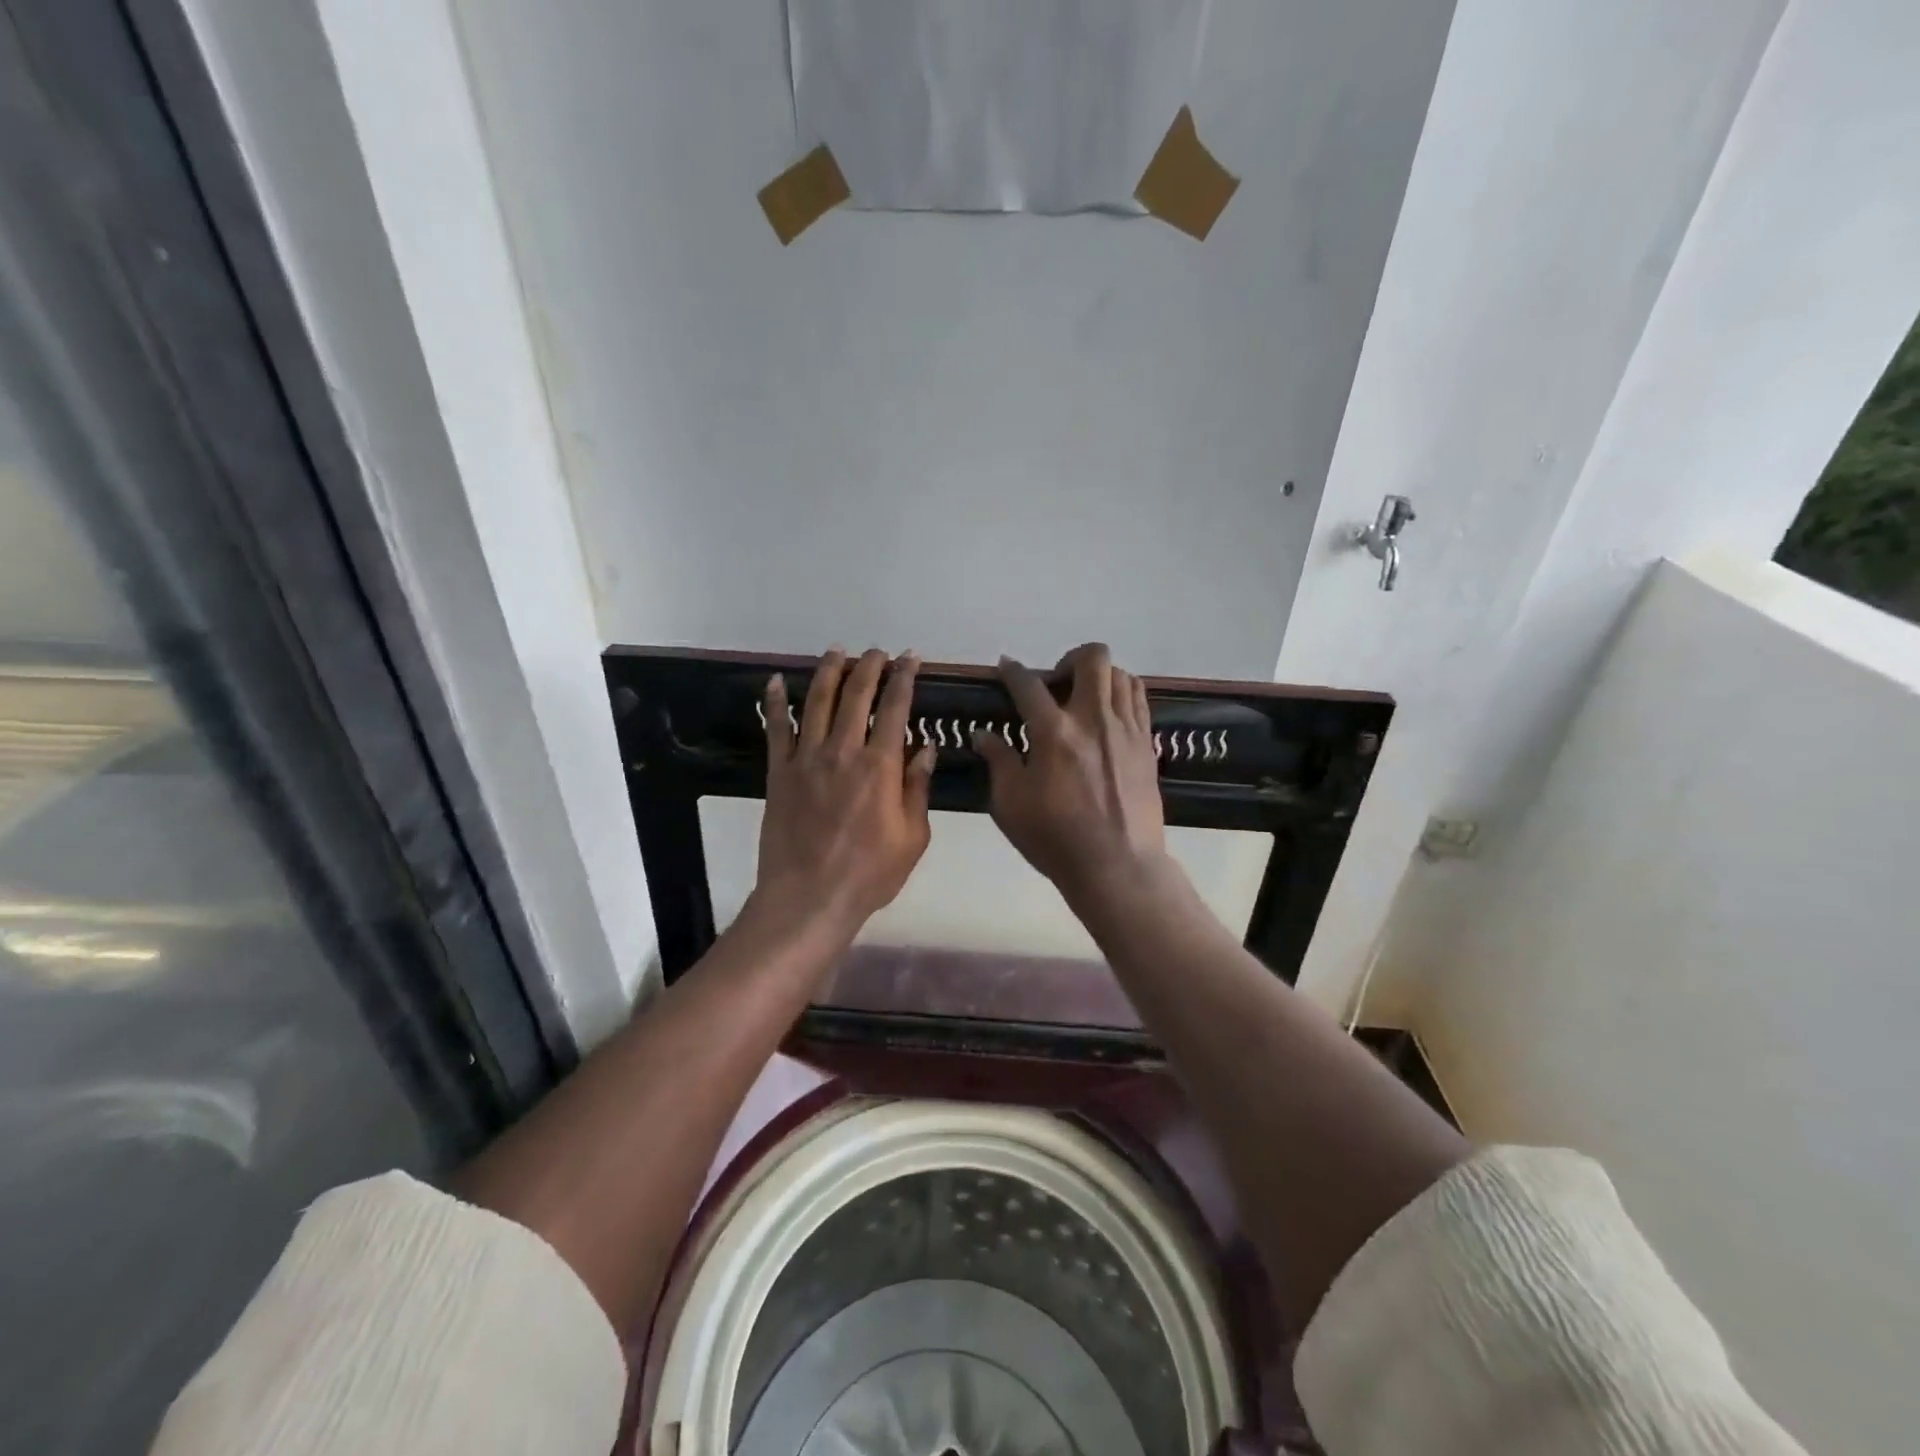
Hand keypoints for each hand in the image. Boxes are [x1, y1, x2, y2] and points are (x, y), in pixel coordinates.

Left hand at [752, 647, 936, 942]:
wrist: (808, 898)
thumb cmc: (869, 874)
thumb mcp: (912, 837)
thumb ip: (918, 788)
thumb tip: (926, 748)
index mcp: (880, 766)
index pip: (895, 708)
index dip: (904, 678)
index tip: (910, 658)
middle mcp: (842, 751)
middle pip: (855, 695)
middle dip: (869, 667)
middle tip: (877, 652)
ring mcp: (806, 759)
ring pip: (815, 701)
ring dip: (828, 671)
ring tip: (837, 651)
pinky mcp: (778, 773)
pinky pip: (775, 729)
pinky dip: (773, 702)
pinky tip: (774, 681)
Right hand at [974, 643, 1166, 906]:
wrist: (1117, 866)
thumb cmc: (1055, 839)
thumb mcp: (1010, 804)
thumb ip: (999, 761)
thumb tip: (983, 734)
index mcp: (1055, 732)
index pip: (1028, 685)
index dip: (1012, 670)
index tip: (1005, 666)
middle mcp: (1094, 719)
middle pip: (1092, 658)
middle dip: (1069, 660)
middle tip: (1055, 684)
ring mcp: (1126, 729)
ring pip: (1121, 674)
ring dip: (1099, 676)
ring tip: (1084, 698)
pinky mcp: (1146, 744)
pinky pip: (1139, 699)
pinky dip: (1121, 694)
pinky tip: (1108, 715)